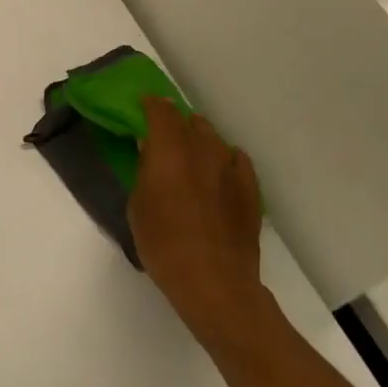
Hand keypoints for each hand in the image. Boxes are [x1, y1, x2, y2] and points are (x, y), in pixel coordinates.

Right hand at [128, 97, 265, 341]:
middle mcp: (202, 149)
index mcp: (169, 150)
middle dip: (173, 121)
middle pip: (188, 120)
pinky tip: (218, 171)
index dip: (150, 104)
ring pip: (213, 137)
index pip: (161, 111)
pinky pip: (236, 159)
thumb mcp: (137, 205)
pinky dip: (223, 158)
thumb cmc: (163, 244)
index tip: (140, 106)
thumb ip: (144, 172)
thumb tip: (150, 155)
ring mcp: (231, 168)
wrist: (214, 281)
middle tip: (160, 134)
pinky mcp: (250, 188)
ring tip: (188, 154)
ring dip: (198, 138)